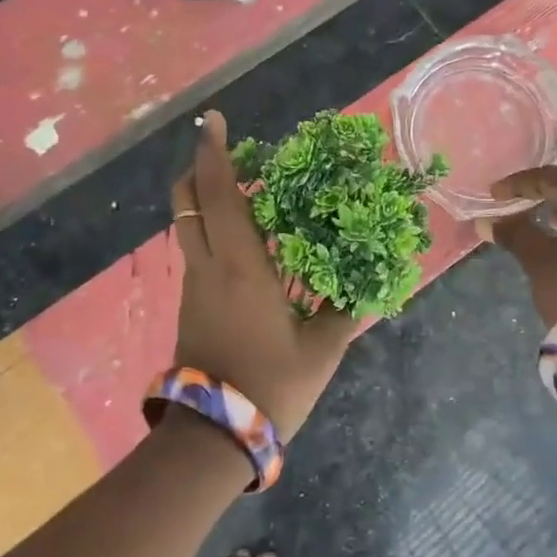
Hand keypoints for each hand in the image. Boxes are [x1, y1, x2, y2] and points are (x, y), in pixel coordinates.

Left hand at [170, 111, 358, 436]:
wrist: (214, 437)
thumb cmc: (272, 385)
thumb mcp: (322, 349)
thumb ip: (345, 309)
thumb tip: (370, 281)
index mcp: (241, 266)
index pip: (220, 194)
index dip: (214, 153)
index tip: (213, 120)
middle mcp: (209, 266)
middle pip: (186, 202)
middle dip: (198, 168)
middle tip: (225, 150)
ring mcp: (194, 286)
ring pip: (188, 226)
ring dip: (205, 199)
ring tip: (244, 191)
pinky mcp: (191, 305)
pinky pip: (196, 251)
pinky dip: (211, 230)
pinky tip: (243, 242)